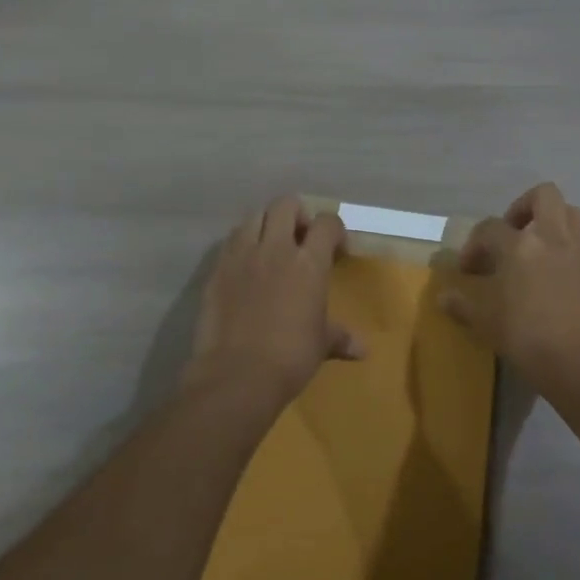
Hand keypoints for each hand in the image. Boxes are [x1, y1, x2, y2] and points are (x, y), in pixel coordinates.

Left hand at [189, 196, 363, 403]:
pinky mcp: (217, 269)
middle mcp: (275, 248)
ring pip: (254, 216)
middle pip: (286, 204)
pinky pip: (231, 241)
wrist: (236, 374)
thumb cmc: (290, 357)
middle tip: (301, 238)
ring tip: (271, 247)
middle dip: (297, 214)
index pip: (326, 223)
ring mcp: (242, 255)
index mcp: (308, 262)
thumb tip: (362, 349)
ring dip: (266, 224)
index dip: (334, 230)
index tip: (336, 248)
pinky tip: (246, 266)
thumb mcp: (321, 344)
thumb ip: (340, 337)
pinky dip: (242, 244)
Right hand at [443, 182, 579, 395]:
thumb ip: (463, 304)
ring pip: (571, 213)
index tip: (469, 269)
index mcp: (519, 246)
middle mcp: (552, 238)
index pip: (489, 228)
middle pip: (544, 195)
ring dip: (553, 223)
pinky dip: (570, 251)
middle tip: (513, 234)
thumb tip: (443, 297)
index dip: (474, 245)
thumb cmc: (528, 339)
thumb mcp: (486, 323)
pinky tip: (561, 278)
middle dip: (524, 207)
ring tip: (539, 250)